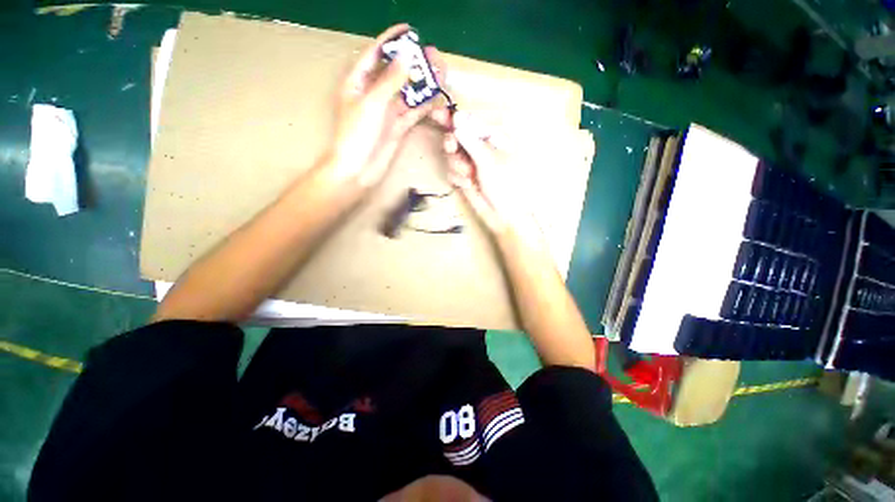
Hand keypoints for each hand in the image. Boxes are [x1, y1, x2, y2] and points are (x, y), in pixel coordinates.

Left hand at [330, 24, 446, 186]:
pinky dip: (424, 105)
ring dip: (423, 84)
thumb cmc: (356, 134)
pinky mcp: (397, 127)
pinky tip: (436, 97)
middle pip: (396, 73)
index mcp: (358, 82)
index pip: (375, 54)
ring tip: (440, 73)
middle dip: (413, 63)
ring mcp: (387, 111)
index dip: (391, 41)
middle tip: (433, 55)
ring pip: (407, 93)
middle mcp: (374, 94)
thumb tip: (406, 58)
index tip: (409, 30)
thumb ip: (390, 81)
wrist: (359, 169)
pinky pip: (412, 112)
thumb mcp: (371, 103)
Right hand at [443, 111, 538, 236]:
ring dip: (457, 165)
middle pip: (457, 137)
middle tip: (452, 148)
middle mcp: (480, 149)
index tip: (438, 114)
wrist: (503, 215)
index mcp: (493, 139)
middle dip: (452, 143)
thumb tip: (457, 118)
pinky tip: (467, 184)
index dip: (454, 118)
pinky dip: (457, 177)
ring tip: (469, 175)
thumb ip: (471, 140)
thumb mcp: (489, 160)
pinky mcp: (463, 178)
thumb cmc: (505, 185)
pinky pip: (451, 171)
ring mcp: (471, 164)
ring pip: (451, 155)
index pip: (470, 122)